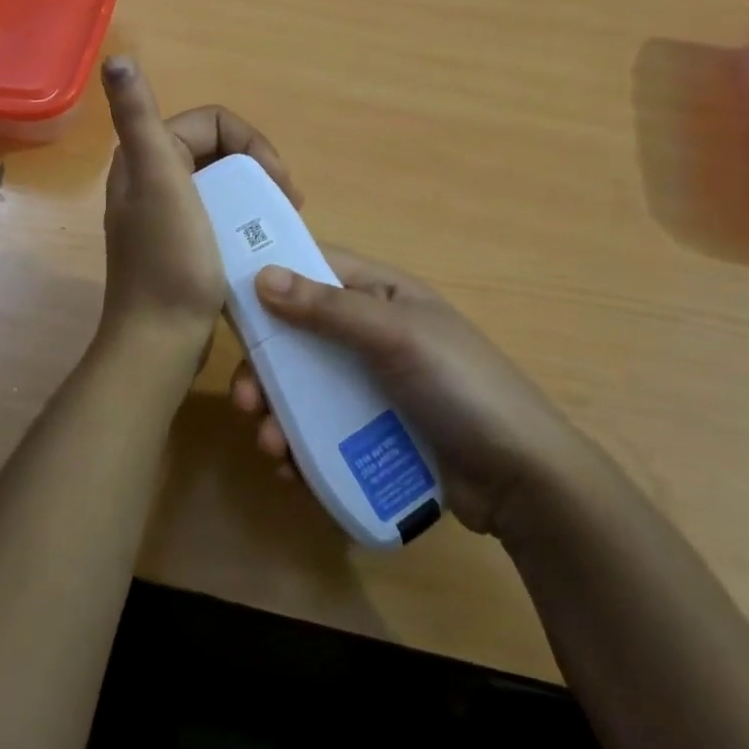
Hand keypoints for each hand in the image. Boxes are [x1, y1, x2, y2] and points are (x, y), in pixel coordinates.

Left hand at [98, 56, 296, 354]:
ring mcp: (166, 212)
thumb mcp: (159, 181)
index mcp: (146, 156)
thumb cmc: (170, 260)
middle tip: (287, 201)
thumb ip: (138, 117)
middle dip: (258, 168)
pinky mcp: (180, 242)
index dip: (252, 143)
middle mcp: (151, 177)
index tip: (278, 181)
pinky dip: (244, 217)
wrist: (161, 340)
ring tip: (281, 219)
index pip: (213, 122)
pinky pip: (219, 211)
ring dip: (255, 193)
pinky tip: (258, 239)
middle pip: (220, 150)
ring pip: (222, 181)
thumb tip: (116, 59)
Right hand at [230, 250, 563, 535]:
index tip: (227, 303)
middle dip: (266, 367)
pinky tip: (290, 469)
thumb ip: (329, 308)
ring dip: (278, 413)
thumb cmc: (461, 387)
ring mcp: (371, 386)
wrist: (521, 479)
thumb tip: (262, 275)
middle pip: (299, 337)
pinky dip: (300, 446)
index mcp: (381, 296)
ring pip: (305, 388)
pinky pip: (322, 430)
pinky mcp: (373, 432)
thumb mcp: (395, 337)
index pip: (314, 269)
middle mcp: (371, 334)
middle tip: (245, 399)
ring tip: (272, 447)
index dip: (271, 279)